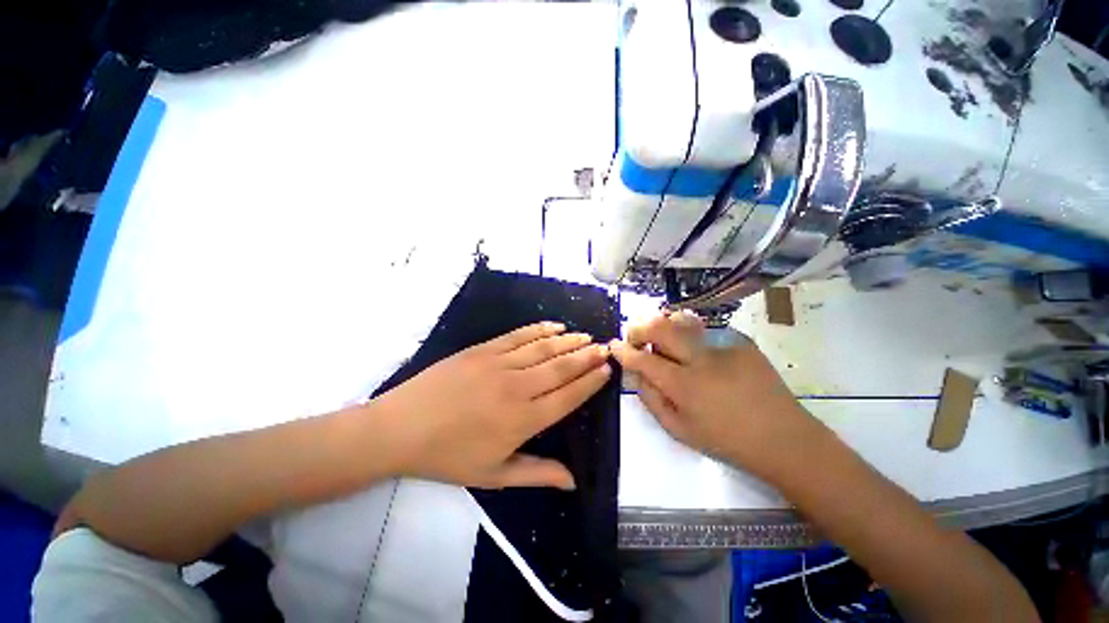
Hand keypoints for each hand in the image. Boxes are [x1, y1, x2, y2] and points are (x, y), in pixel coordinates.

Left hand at [375, 322, 610, 490]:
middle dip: (587, 357)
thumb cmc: (448, 456)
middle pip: (561, 368)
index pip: (568, 396)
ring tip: (587, 336)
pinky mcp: (483, 349)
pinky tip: (555, 326)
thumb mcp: (494, 475)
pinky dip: (540, 329)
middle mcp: (518, 388)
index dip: (590, 382)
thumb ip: (536, 473)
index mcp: (523, 420)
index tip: (606, 370)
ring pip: (544, 348)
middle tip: (605, 348)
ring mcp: (500, 364)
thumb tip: (572, 481)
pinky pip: (519, 335)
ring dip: (569, 341)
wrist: (401, 428)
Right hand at [609, 312, 818, 478]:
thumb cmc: (726, 440)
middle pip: (660, 327)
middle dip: (639, 327)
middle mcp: (701, 359)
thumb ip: (650, 398)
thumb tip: (634, 373)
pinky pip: (705, 329)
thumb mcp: (679, 429)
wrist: (784, 437)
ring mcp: (724, 345)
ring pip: (682, 320)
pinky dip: (690, 334)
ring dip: (664, 325)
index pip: (642, 359)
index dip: (623, 350)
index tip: (614, 345)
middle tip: (635, 336)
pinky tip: (695, 348)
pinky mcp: (740, 340)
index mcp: (684, 386)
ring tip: (662, 338)